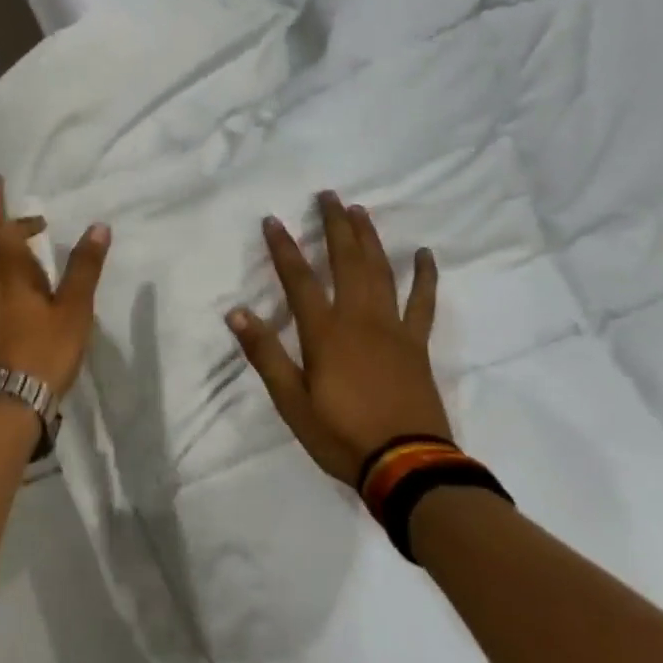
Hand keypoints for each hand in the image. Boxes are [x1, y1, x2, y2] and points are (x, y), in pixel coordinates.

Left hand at [0, 174, 110, 395]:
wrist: (4, 406)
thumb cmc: (42, 350)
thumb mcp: (73, 308)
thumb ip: (84, 266)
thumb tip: (98, 226)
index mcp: (5, 267)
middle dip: (16, 231)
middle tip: (41, 228)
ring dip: (12, 258)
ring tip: (39, 266)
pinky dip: (7, 281)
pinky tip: (26, 302)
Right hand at [226, 191, 450, 484]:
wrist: (407, 466)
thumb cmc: (341, 435)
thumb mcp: (291, 402)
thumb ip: (266, 354)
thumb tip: (237, 313)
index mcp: (325, 333)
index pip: (299, 280)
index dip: (284, 248)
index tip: (273, 220)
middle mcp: (359, 319)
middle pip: (346, 261)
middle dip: (335, 226)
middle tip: (329, 195)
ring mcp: (393, 328)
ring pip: (381, 272)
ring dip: (370, 239)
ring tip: (361, 211)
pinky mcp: (416, 344)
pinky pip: (423, 303)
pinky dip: (424, 277)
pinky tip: (424, 254)